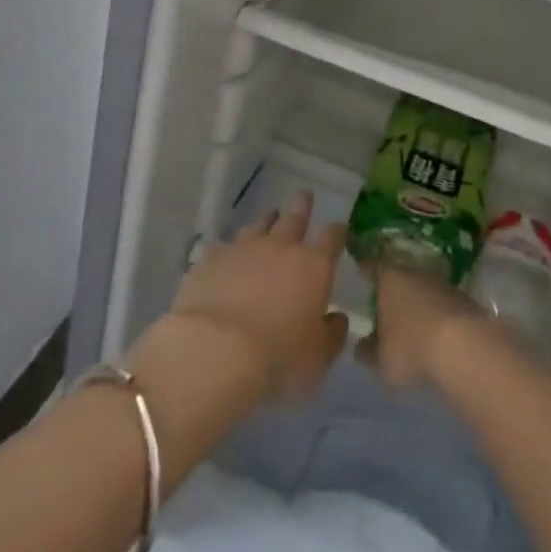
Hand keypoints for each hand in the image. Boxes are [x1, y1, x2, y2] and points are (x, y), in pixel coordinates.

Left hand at [167, 191, 349, 403]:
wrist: (214, 351)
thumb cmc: (277, 356)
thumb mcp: (318, 357)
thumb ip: (332, 335)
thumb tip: (337, 318)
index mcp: (313, 265)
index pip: (331, 238)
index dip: (337, 231)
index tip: (340, 227)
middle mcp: (280, 247)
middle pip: (294, 218)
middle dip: (301, 206)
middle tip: (304, 194)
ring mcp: (242, 249)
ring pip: (258, 226)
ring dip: (266, 222)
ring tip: (269, 217)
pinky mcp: (210, 260)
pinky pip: (223, 248)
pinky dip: (230, 250)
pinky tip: (227, 255)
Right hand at [360, 260, 492, 389]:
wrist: (465, 347)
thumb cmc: (411, 347)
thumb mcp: (381, 359)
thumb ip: (368, 352)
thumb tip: (361, 347)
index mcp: (388, 277)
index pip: (372, 266)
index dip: (366, 269)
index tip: (361, 269)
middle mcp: (414, 272)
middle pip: (399, 274)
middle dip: (393, 286)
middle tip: (384, 299)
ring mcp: (441, 283)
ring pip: (422, 287)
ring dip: (417, 300)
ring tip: (410, 319)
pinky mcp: (463, 298)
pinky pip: (441, 302)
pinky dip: (436, 313)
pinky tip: (434, 330)